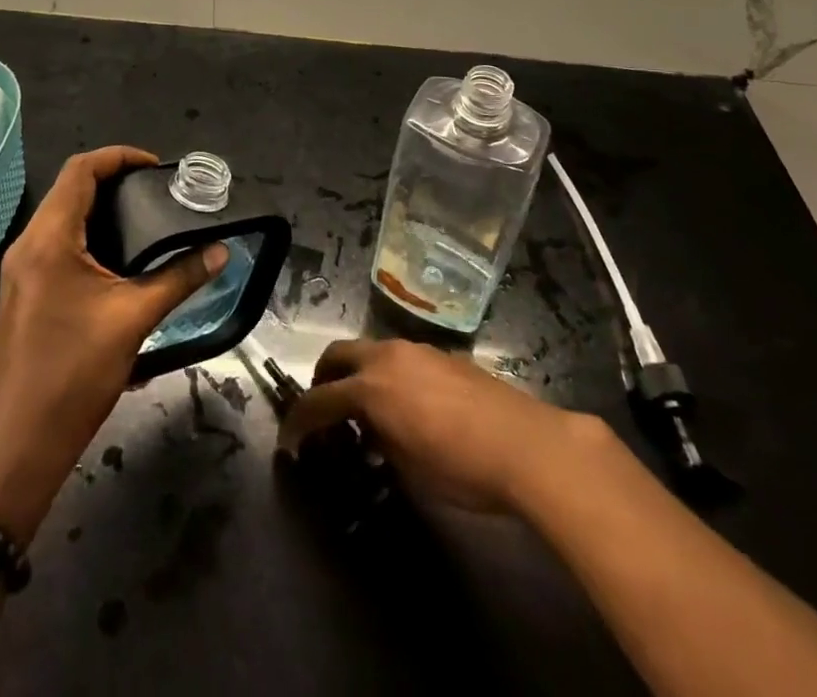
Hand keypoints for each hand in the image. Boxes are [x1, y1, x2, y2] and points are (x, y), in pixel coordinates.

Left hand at [0, 148, 227, 540]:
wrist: (22, 444)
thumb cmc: (76, 373)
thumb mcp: (134, 318)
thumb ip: (180, 277)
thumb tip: (222, 251)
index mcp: (49, 239)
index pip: (80, 170)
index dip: (119, 157)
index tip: (156, 167)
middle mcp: (27, 245)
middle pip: (69, 189)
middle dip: (113, 181)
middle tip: (157, 192)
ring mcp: (20, 270)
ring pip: (61, 217)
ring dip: (100, 209)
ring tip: (144, 218)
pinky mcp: (22, 292)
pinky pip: (55, 244)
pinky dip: (87, 235)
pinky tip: (118, 258)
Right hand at [277, 338, 603, 513]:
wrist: (526, 443)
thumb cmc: (461, 466)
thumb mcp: (409, 468)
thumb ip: (380, 442)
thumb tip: (372, 435)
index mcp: (370, 387)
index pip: (319, 400)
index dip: (299, 422)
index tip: (290, 442)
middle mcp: (386, 357)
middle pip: (337, 355)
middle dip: (322, 380)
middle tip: (323, 412)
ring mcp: (415, 350)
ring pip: (369, 351)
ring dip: (355, 374)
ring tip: (365, 411)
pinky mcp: (441, 354)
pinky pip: (398, 357)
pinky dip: (385, 374)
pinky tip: (405, 405)